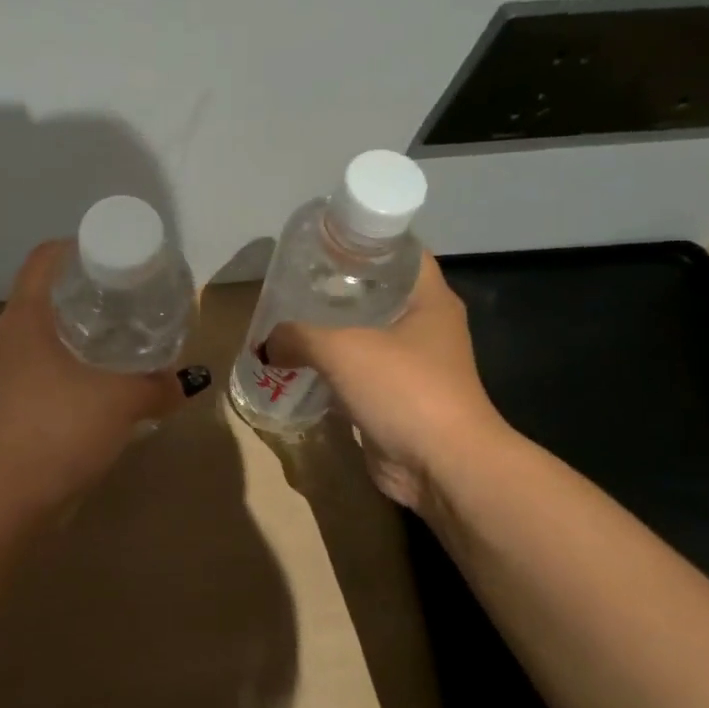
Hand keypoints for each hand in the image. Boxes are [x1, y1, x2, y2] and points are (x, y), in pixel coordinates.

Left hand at [0, 240, 184, 508]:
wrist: (14, 495)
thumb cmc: (62, 429)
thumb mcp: (122, 400)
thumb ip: (159, 386)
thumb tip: (187, 383)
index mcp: (25, 318)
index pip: (43, 259)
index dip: (76, 247)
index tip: (113, 254)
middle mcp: (9, 336)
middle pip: (45, 292)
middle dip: (85, 288)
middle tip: (127, 293)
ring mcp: (6, 370)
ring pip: (44, 331)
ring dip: (78, 327)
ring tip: (121, 332)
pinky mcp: (11, 400)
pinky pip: (43, 363)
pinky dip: (71, 360)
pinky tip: (103, 377)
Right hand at [265, 253, 506, 507]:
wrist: (442, 465)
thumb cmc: (403, 389)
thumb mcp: (341, 349)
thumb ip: (297, 336)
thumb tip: (266, 345)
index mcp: (429, 300)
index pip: (400, 253)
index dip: (364, 242)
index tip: (324, 242)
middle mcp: (426, 327)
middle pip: (378, 294)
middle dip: (337, 289)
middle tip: (294, 283)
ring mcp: (414, 366)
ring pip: (366, 337)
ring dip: (332, 333)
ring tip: (288, 322)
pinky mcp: (397, 400)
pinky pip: (359, 375)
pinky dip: (332, 372)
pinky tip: (299, 368)